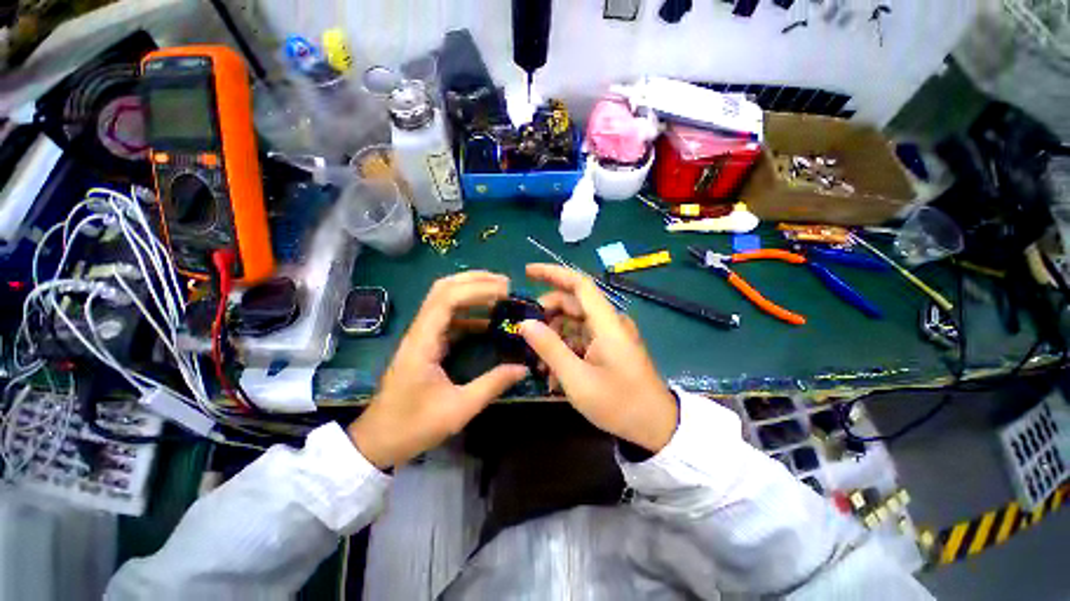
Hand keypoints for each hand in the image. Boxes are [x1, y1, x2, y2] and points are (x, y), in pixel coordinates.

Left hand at [348, 272, 527, 468]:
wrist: (378, 441)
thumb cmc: (413, 426)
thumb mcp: (458, 409)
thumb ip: (492, 385)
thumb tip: (523, 368)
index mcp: (423, 342)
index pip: (447, 299)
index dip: (478, 289)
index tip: (506, 291)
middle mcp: (420, 331)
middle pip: (443, 289)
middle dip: (475, 280)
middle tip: (505, 284)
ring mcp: (421, 335)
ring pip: (444, 299)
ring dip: (472, 292)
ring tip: (501, 295)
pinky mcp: (426, 343)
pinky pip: (448, 318)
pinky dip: (470, 312)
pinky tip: (489, 319)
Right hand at [520, 264, 677, 452]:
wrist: (655, 426)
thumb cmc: (619, 403)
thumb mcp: (577, 379)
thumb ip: (550, 348)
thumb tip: (525, 323)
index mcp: (606, 323)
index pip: (579, 284)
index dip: (553, 273)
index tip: (528, 272)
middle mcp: (609, 322)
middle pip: (573, 303)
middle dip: (547, 314)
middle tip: (526, 333)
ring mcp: (610, 334)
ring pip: (574, 321)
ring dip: (554, 335)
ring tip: (538, 361)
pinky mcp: (609, 346)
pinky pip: (582, 337)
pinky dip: (565, 347)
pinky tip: (554, 370)